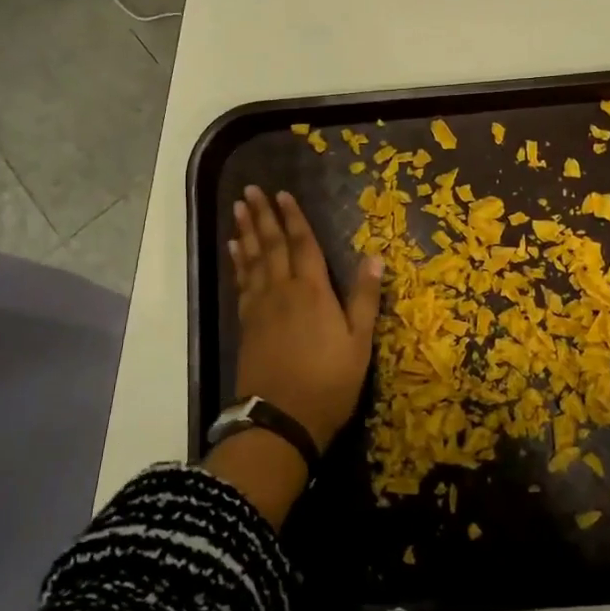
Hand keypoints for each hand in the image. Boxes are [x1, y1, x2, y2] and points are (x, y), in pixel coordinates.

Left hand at [230, 185, 382, 451]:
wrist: (281, 419)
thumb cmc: (329, 382)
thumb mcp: (359, 343)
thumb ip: (364, 298)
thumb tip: (375, 257)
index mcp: (313, 291)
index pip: (303, 245)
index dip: (293, 218)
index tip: (282, 194)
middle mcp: (283, 291)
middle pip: (271, 245)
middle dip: (262, 216)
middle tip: (249, 191)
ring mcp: (260, 307)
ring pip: (252, 260)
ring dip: (246, 232)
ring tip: (238, 209)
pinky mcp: (246, 324)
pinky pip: (241, 283)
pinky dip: (237, 263)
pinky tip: (234, 250)